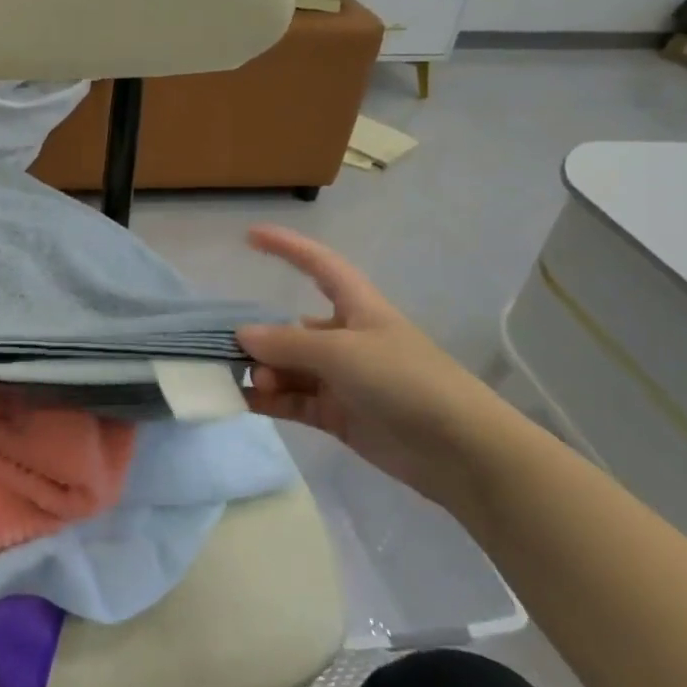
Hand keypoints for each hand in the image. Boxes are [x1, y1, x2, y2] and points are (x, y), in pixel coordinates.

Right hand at [237, 226, 505, 505]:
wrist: (460, 451)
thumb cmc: (405, 380)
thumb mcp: (342, 352)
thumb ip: (287, 344)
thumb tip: (241, 335)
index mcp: (357, 308)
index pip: (319, 265)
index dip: (287, 247)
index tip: (249, 235)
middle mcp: (346, 339)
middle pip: (292, 328)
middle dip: (261, 335)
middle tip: (227, 348)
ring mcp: (342, 379)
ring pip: (289, 367)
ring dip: (264, 372)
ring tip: (249, 382)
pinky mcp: (339, 415)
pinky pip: (294, 401)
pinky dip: (270, 401)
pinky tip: (243, 402)